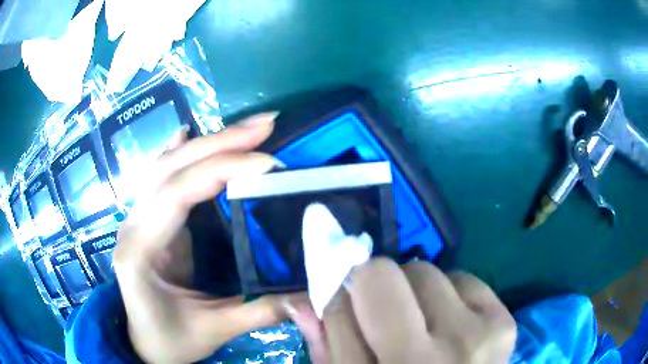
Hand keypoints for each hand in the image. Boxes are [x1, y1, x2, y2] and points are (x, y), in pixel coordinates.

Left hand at [113, 113, 308, 363]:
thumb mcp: (214, 330)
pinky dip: (177, 151)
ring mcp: (137, 219)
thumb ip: (261, 312)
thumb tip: (312, 299)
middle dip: (219, 141)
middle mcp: (133, 224)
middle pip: (170, 168)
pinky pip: (160, 176)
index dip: (222, 170)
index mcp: (141, 251)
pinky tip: (187, 133)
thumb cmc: (171, 341)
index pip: (178, 194)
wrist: (144, 344)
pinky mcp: (147, 220)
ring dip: (207, 141)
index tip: (268, 163)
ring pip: (166, 165)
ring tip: (247, 128)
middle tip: (266, 125)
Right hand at [298, 258, 516, 363]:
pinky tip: (447, 326)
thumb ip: (328, 345)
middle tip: (380, 313)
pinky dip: (447, 295)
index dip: (342, 290)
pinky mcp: (505, 323)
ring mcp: (481, 334)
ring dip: (413, 292)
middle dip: (376, 286)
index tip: (342, 295)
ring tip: (418, 325)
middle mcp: (440, 353)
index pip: (354, 294)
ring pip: (429, 272)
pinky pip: (464, 280)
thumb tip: (304, 298)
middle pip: (391, 272)